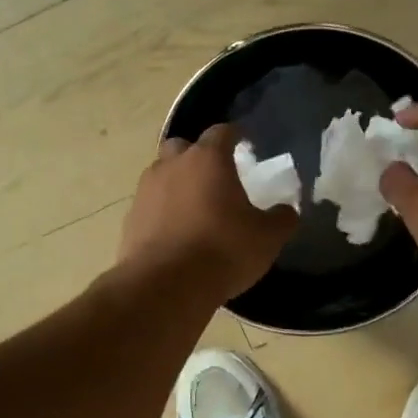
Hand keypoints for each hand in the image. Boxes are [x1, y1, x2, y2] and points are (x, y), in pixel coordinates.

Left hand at [119, 125, 297, 301]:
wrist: (166, 285)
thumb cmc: (223, 250)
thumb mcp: (267, 238)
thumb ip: (281, 219)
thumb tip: (286, 211)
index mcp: (208, 159)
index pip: (223, 132)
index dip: (236, 136)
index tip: (246, 143)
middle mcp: (172, 165)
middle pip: (183, 147)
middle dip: (198, 156)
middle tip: (216, 177)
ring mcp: (146, 191)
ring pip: (162, 175)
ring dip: (178, 184)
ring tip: (196, 207)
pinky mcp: (131, 219)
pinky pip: (151, 206)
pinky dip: (163, 213)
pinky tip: (177, 234)